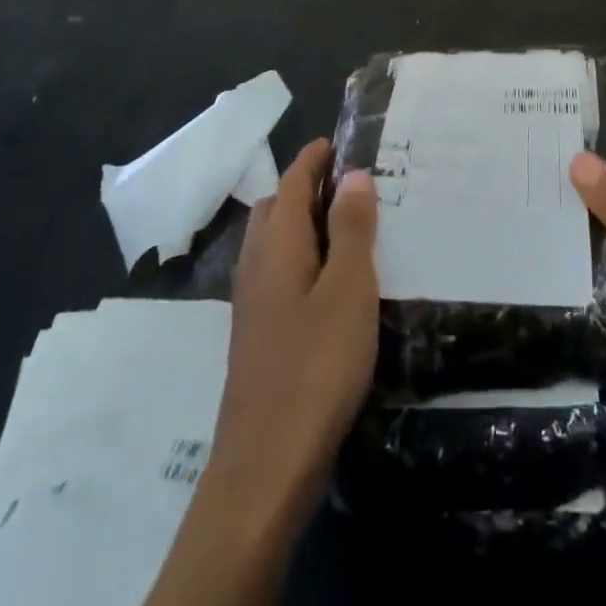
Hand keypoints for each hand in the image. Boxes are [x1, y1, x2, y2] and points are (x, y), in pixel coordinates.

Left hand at [148, 142, 377, 605]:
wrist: (266, 463)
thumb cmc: (315, 364)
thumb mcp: (348, 288)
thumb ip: (351, 228)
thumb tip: (353, 174)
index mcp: (278, 244)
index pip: (292, 182)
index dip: (313, 159)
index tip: (337, 142)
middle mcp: (257, 265)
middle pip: (276, 208)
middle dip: (305, 187)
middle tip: (349, 185)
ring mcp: (252, 304)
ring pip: (273, 243)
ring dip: (303, 224)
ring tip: (346, 229)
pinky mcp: (256, 336)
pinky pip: (278, 274)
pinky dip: (301, 258)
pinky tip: (329, 284)